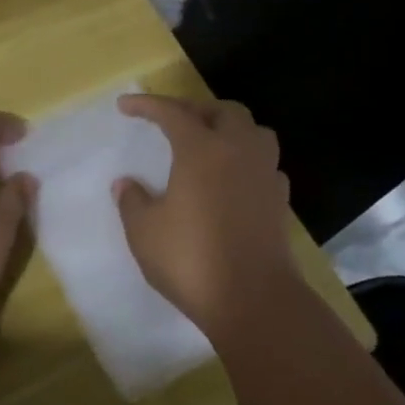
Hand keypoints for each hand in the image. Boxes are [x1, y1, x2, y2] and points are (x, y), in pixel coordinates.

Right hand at [115, 95, 299, 335]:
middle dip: (194, 109)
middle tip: (171, 121)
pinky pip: (265, 164)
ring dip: (230, 128)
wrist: (253, 299)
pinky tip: (233, 179)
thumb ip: (132, 201)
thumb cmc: (190, 260)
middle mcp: (238, 152)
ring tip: (209, 143)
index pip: (173, 113)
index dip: (148, 105)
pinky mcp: (280, 201)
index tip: (125, 106)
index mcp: (202, 150)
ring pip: (254, 132)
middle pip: (223, 112)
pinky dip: (247, 160)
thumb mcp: (144, 232)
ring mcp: (265, 175)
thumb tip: (126, 184)